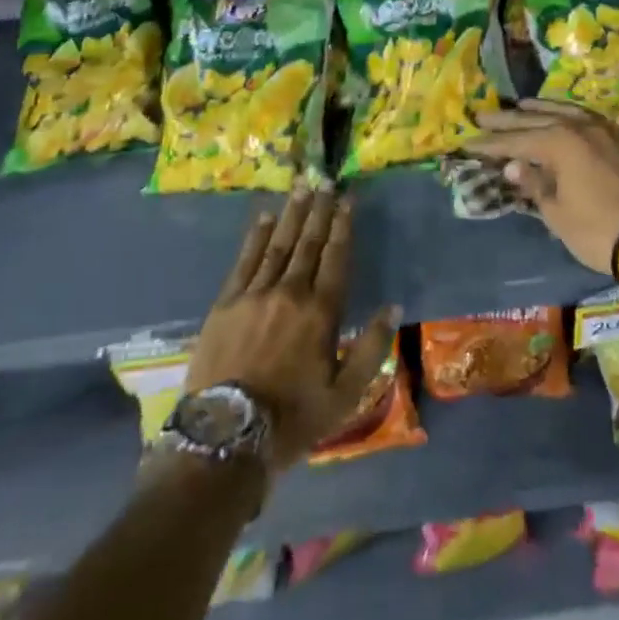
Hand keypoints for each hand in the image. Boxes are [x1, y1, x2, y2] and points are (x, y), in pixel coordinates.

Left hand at [187, 188, 395, 471]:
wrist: (225, 436)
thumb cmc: (292, 418)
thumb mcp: (345, 394)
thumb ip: (372, 348)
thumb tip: (393, 307)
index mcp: (321, 312)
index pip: (336, 257)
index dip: (343, 226)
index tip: (348, 200)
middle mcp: (290, 292)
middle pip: (308, 243)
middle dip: (319, 211)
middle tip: (326, 182)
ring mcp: (254, 294)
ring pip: (278, 244)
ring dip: (292, 214)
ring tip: (302, 189)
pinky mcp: (226, 303)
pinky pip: (245, 260)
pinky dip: (256, 236)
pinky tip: (264, 218)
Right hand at [470, 100, 618, 274]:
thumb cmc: (598, 229)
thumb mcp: (558, 213)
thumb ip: (534, 184)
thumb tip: (513, 167)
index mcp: (560, 142)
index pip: (516, 141)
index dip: (490, 145)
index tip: (467, 143)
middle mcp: (579, 127)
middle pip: (536, 119)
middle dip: (507, 121)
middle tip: (481, 117)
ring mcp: (603, 131)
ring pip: (563, 112)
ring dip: (538, 109)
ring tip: (519, 105)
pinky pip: (583, 117)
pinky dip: (565, 114)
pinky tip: (561, 116)